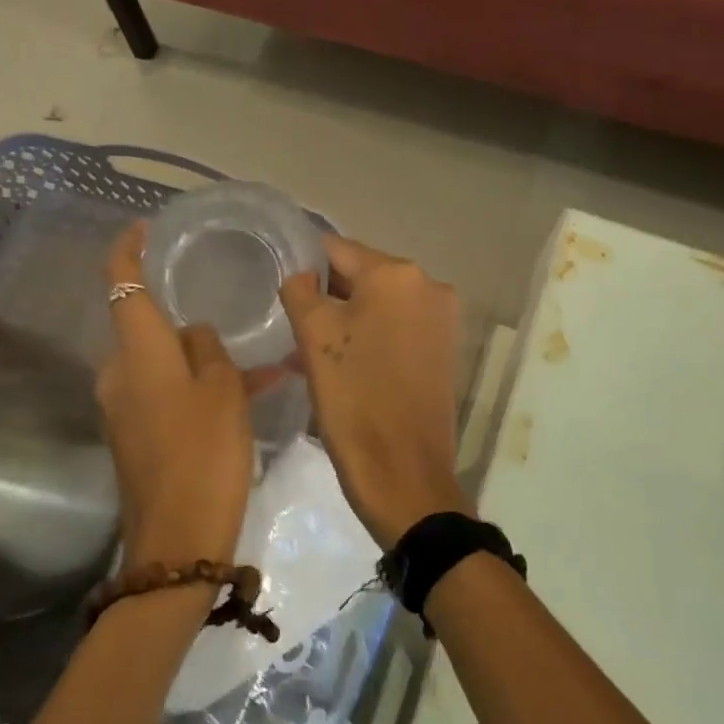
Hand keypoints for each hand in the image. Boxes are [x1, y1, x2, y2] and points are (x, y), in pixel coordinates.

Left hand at [98, 224, 254, 572]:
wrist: (177, 542)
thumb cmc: (205, 454)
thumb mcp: (223, 390)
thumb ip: (208, 348)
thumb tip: (194, 333)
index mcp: (138, 352)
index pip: (121, 283)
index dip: (128, 249)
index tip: (143, 227)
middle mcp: (118, 373)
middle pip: (146, 326)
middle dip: (182, 317)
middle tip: (229, 313)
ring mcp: (121, 407)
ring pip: (162, 363)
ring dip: (198, 358)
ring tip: (254, 366)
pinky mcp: (133, 436)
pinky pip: (164, 393)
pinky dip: (194, 387)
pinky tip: (240, 397)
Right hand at [281, 236, 470, 550]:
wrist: (405, 475)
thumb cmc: (354, 398)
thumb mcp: (313, 337)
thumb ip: (300, 290)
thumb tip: (305, 276)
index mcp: (397, 274)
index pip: (337, 249)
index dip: (305, 263)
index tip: (280, 285)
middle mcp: (428, 286)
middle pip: (362, 275)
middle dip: (326, 295)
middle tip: (292, 323)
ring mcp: (441, 319)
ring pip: (379, 304)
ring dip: (345, 319)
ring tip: (309, 349)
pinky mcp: (443, 350)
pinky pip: (396, 328)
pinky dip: (369, 336)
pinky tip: (341, 363)